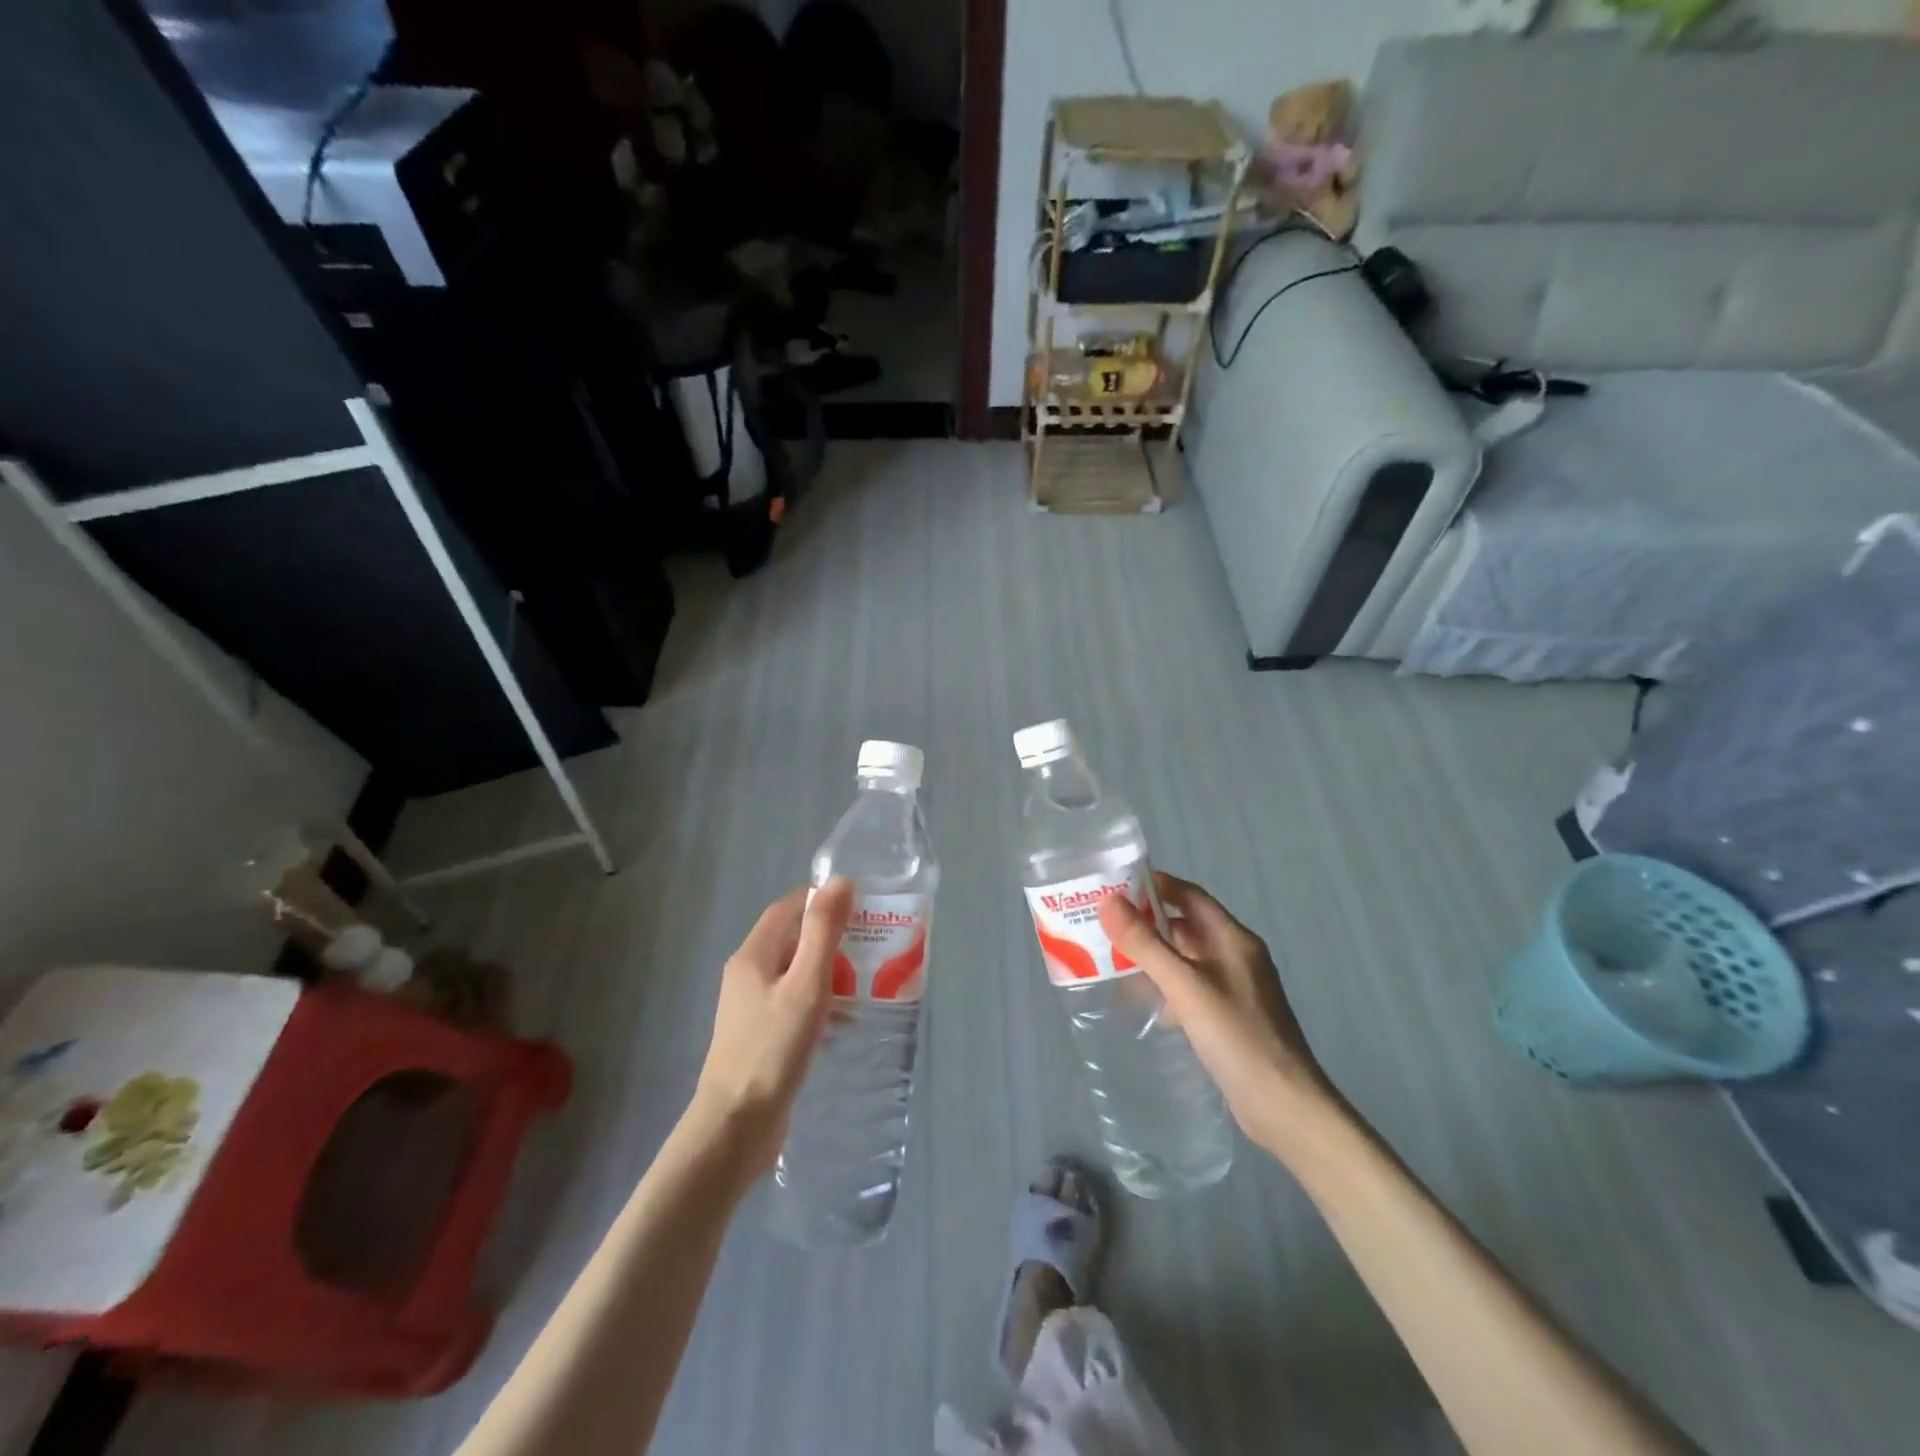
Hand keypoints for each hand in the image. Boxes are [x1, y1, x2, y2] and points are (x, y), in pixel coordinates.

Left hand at [689, 879, 853, 1172]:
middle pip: (792, 939)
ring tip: (867, 981)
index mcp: (753, 955)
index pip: (788, 908)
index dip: (821, 899)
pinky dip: (819, 1001)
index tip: (861, 904)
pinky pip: (793, 1003)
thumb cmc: (773, 1048)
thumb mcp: (806, 985)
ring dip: (828, 971)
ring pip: (795, 973)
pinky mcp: (760, 1036)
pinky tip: (843, 1020)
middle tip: (872, 944)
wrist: (736, 1126)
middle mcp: (747, 975)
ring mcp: (750, 1008)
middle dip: (831, 937)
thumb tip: (840, 882)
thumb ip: (823, 932)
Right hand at [1099, 873, 1340, 1157]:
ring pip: (1186, 958)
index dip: (1155, 886)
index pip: (1190, 896)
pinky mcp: (1229, 1017)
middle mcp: (1236, 956)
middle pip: (1186, 925)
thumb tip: (1109, 901)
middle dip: (1147, 922)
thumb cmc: (1238, 1039)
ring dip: (1153, 954)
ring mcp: (1234, 988)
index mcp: (1233, 939)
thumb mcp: (1187, 987)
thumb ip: (1147, 945)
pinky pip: (1190, 987)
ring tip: (1111, 958)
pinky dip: (1165, 985)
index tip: (1114, 886)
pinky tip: (1142, 1000)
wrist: (1285, 1109)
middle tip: (1103, 924)